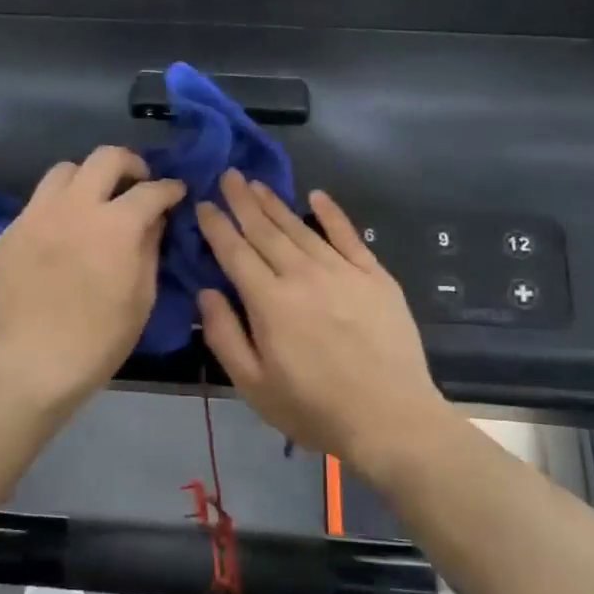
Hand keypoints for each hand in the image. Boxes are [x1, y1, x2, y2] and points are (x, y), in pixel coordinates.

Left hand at [0, 147, 186, 403]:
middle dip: (130, 164)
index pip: (151, 190)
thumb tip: (154, 220)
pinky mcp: (11, 232)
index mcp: (115, 225)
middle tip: (137, 183)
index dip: (170, 188)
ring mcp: (37, 215)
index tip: (175, 193)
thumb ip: (150, 247)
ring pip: (64, 171)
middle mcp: (75, 207)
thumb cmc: (101, 338)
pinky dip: (57, 208)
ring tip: (94, 200)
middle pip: (105, 158)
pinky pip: (37, 203)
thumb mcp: (142, 296)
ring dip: (87, 178)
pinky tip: (61, 233)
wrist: (35, 362)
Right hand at [195, 172, 454, 481]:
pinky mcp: (375, 277)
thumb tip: (207, 293)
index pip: (235, 252)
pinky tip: (317, 196)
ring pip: (301, 228)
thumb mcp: (252, 385)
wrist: (390, 419)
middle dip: (243, 201)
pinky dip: (332, 214)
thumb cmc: (313, 408)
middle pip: (266, 231)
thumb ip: (224, 335)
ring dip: (276, 204)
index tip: (203, 204)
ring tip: (257, 183)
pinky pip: (349, 236)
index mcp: (269, 301)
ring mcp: (343, 272)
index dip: (217, 226)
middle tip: (228, 175)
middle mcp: (303, 275)